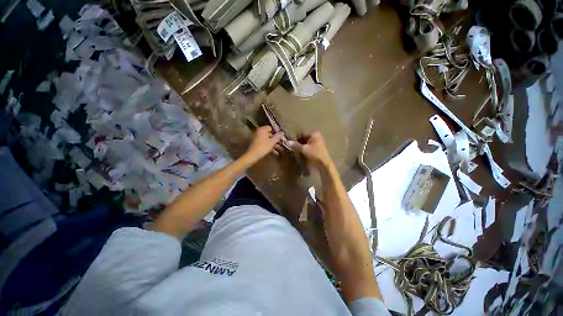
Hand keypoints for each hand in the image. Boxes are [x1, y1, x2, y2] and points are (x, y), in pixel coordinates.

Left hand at [242, 126, 283, 164]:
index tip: (281, 137)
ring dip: (274, 144)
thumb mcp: (272, 142)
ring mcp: (257, 138)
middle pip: (270, 134)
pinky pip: (265, 143)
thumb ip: (277, 137)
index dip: (276, 132)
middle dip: (276, 140)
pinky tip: (275, 153)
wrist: (252, 155)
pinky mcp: (257, 144)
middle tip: (282, 144)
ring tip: (281, 150)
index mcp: (262, 129)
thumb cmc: (263, 147)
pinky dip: (270, 147)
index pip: (271, 128)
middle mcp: (259, 132)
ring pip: (268, 140)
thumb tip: (282, 132)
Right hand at [288, 132, 333, 169]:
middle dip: (298, 142)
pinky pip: (308, 147)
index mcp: (314, 134)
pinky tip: (300, 153)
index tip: (290, 142)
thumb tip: (287, 142)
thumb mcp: (304, 149)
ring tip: (295, 150)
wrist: (324, 164)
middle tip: (291, 146)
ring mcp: (318, 143)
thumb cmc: (315, 154)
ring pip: (306, 143)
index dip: (295, 138)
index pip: (302, 133)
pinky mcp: (317, 149)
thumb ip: (295, 145)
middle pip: (304, 138)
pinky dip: (304, 149)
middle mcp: (317, 136)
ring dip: (301, 146)